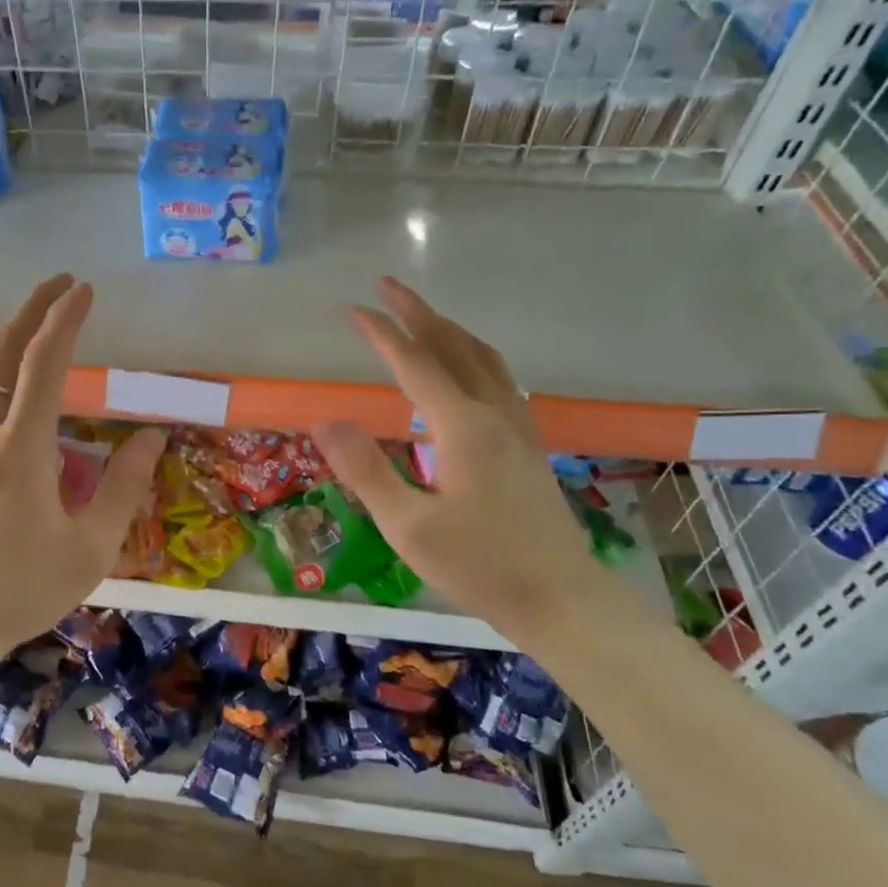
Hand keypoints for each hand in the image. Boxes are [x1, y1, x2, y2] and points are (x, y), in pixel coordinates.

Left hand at [0, 273, 165, 658]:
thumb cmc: (21, 590)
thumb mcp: (91, 548)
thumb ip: (124, 486)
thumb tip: (154, 436)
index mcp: (23, 448)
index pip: (45, 362)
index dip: (65, 319)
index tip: (83, 291)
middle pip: (1, 351)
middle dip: (32, 310)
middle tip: (58, 287)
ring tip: (19, 323)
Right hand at [313, 277, 609, 643]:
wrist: (561, 600)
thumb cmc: (479, 567)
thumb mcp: (408, 526)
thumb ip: (366, 470)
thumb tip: (326, 421)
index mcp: (463, 427)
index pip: (416, 364)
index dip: (383, 334)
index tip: (354, 309)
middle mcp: (494, 414)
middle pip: (455, 347)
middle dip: (419, 313)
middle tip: (388, 286)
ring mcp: (518, 428)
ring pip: (484, 359)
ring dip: (450, 330)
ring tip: (423, 317)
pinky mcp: (527, 446)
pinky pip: (500, 380)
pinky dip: (474, 356)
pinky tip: (467, 371)